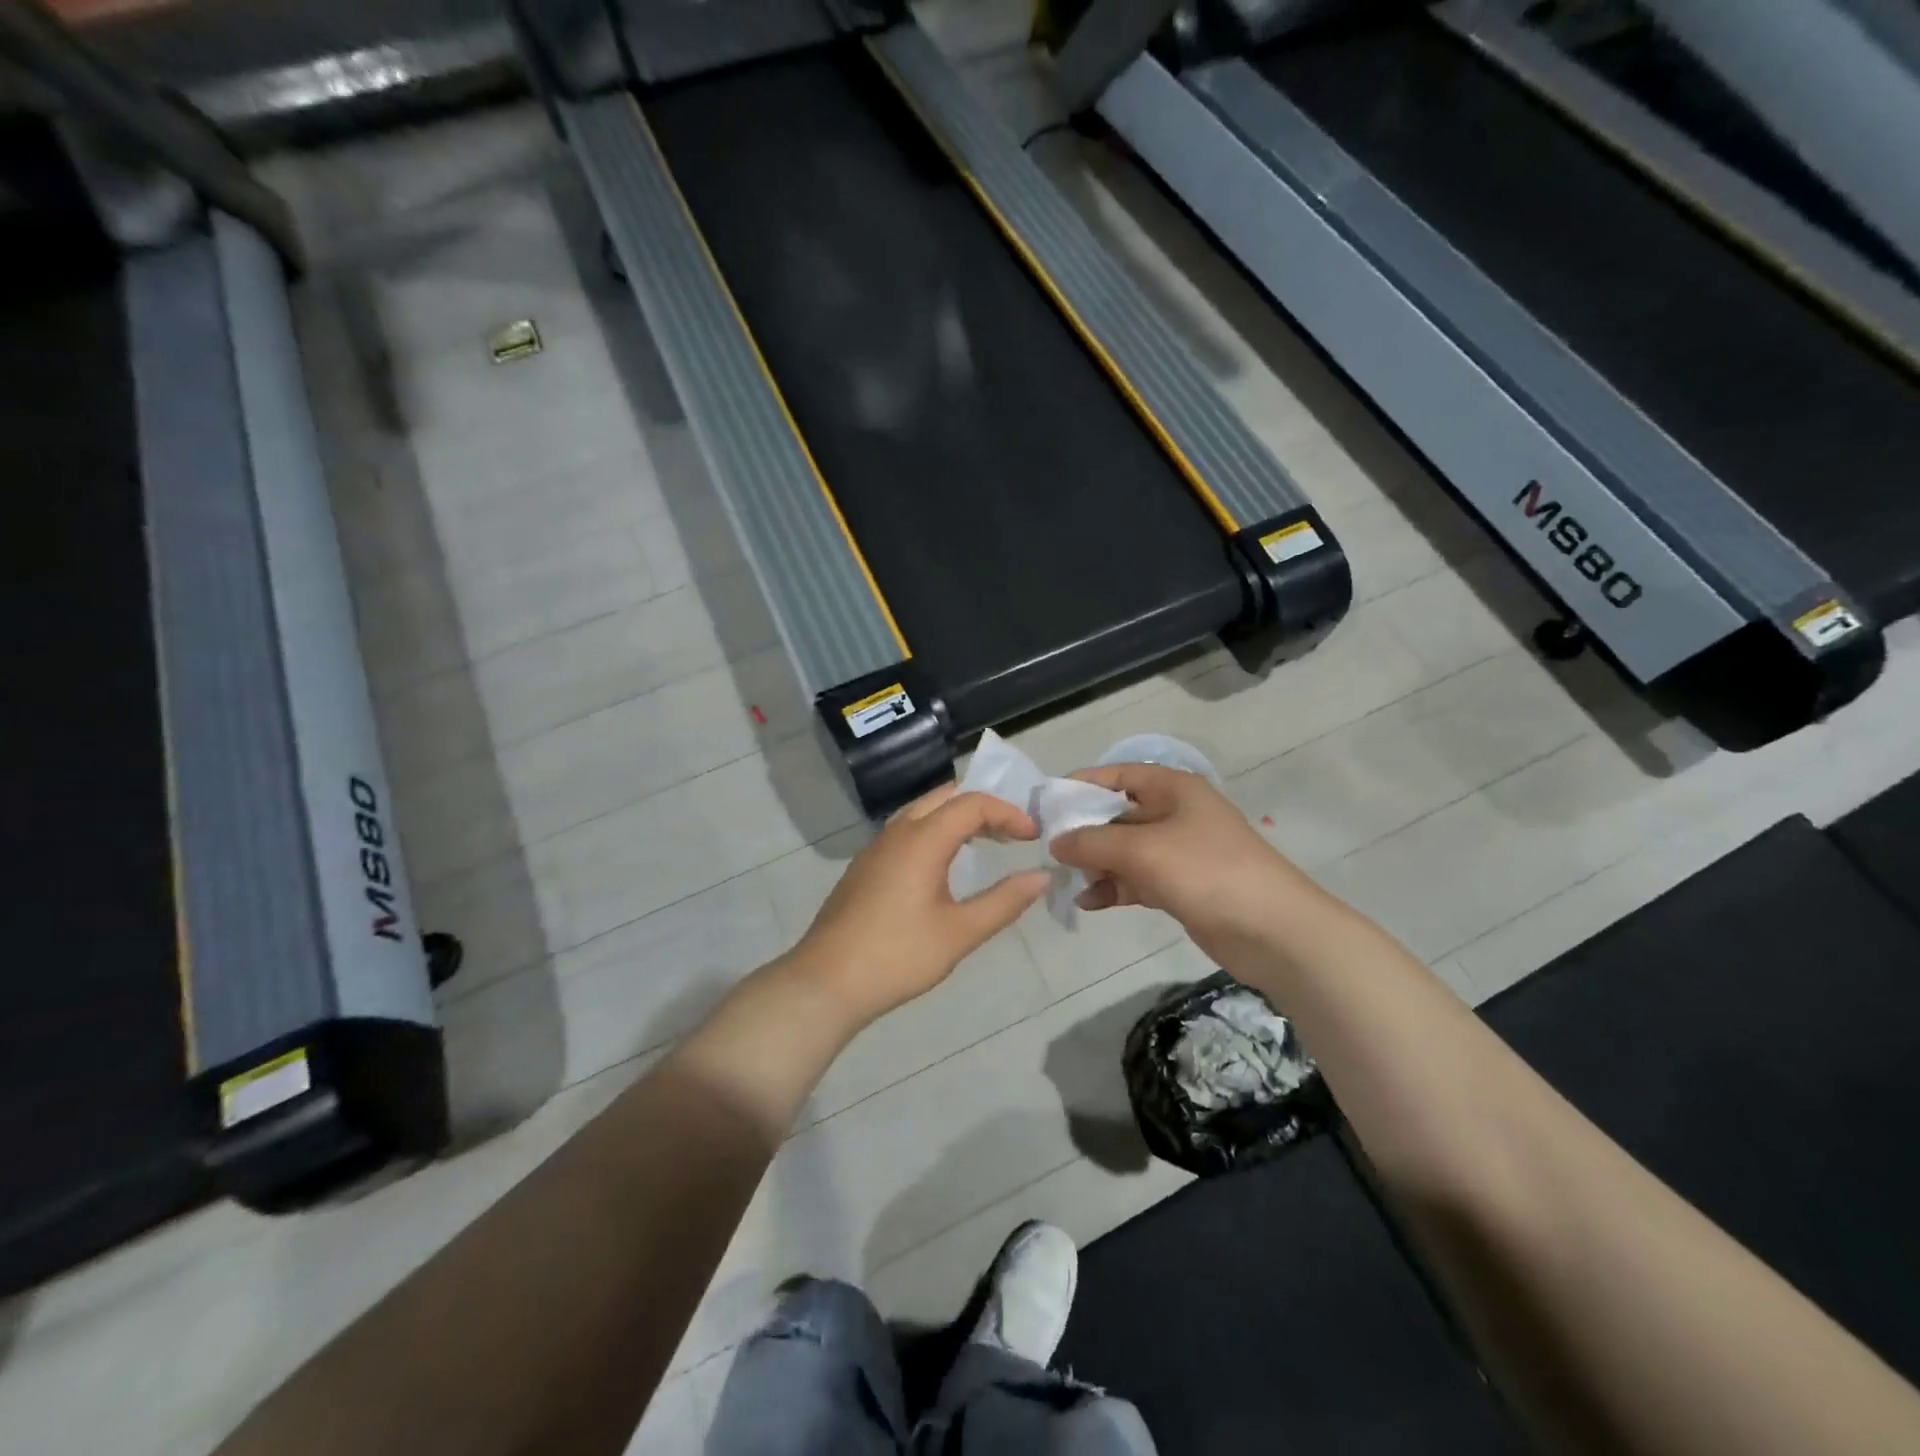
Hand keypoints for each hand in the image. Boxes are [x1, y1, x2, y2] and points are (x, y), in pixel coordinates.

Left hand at [786, 785, 1050, 1028]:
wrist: (826, 982)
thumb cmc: (898, 956)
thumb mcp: (960, 932)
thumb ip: (1004, 901)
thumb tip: (1041, 877)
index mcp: (922, 840)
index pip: (972, 804)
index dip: (1008, 813)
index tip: (1033, 836)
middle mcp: (897, 832)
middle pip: (945, 797)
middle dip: (983, 806)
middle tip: (1012, 832)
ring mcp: (875, 848)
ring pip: (922, 811)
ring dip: (957, 818)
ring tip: (986, 843)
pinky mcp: (864, 867)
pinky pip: (906, 831)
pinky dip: (935, 831)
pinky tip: (944, 865)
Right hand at [1050, 763, 1322, 963]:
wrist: (1275, 931)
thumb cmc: (1207, 872)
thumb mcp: (1143, 849)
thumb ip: (1093, 842)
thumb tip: (1056, 842)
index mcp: (1172, 788)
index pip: (1117, 775)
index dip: (1080, 785)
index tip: (1045, 806)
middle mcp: (1174, 813)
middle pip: (1117, 814)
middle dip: (1083, 832)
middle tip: (1047, 852)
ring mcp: (1179, 851)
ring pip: (1124, 850)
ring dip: (1095, 865)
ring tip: (1064, 882)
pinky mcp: (1181, 886)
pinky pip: (1137, 879)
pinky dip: (1113, 888)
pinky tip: (1088, 903)